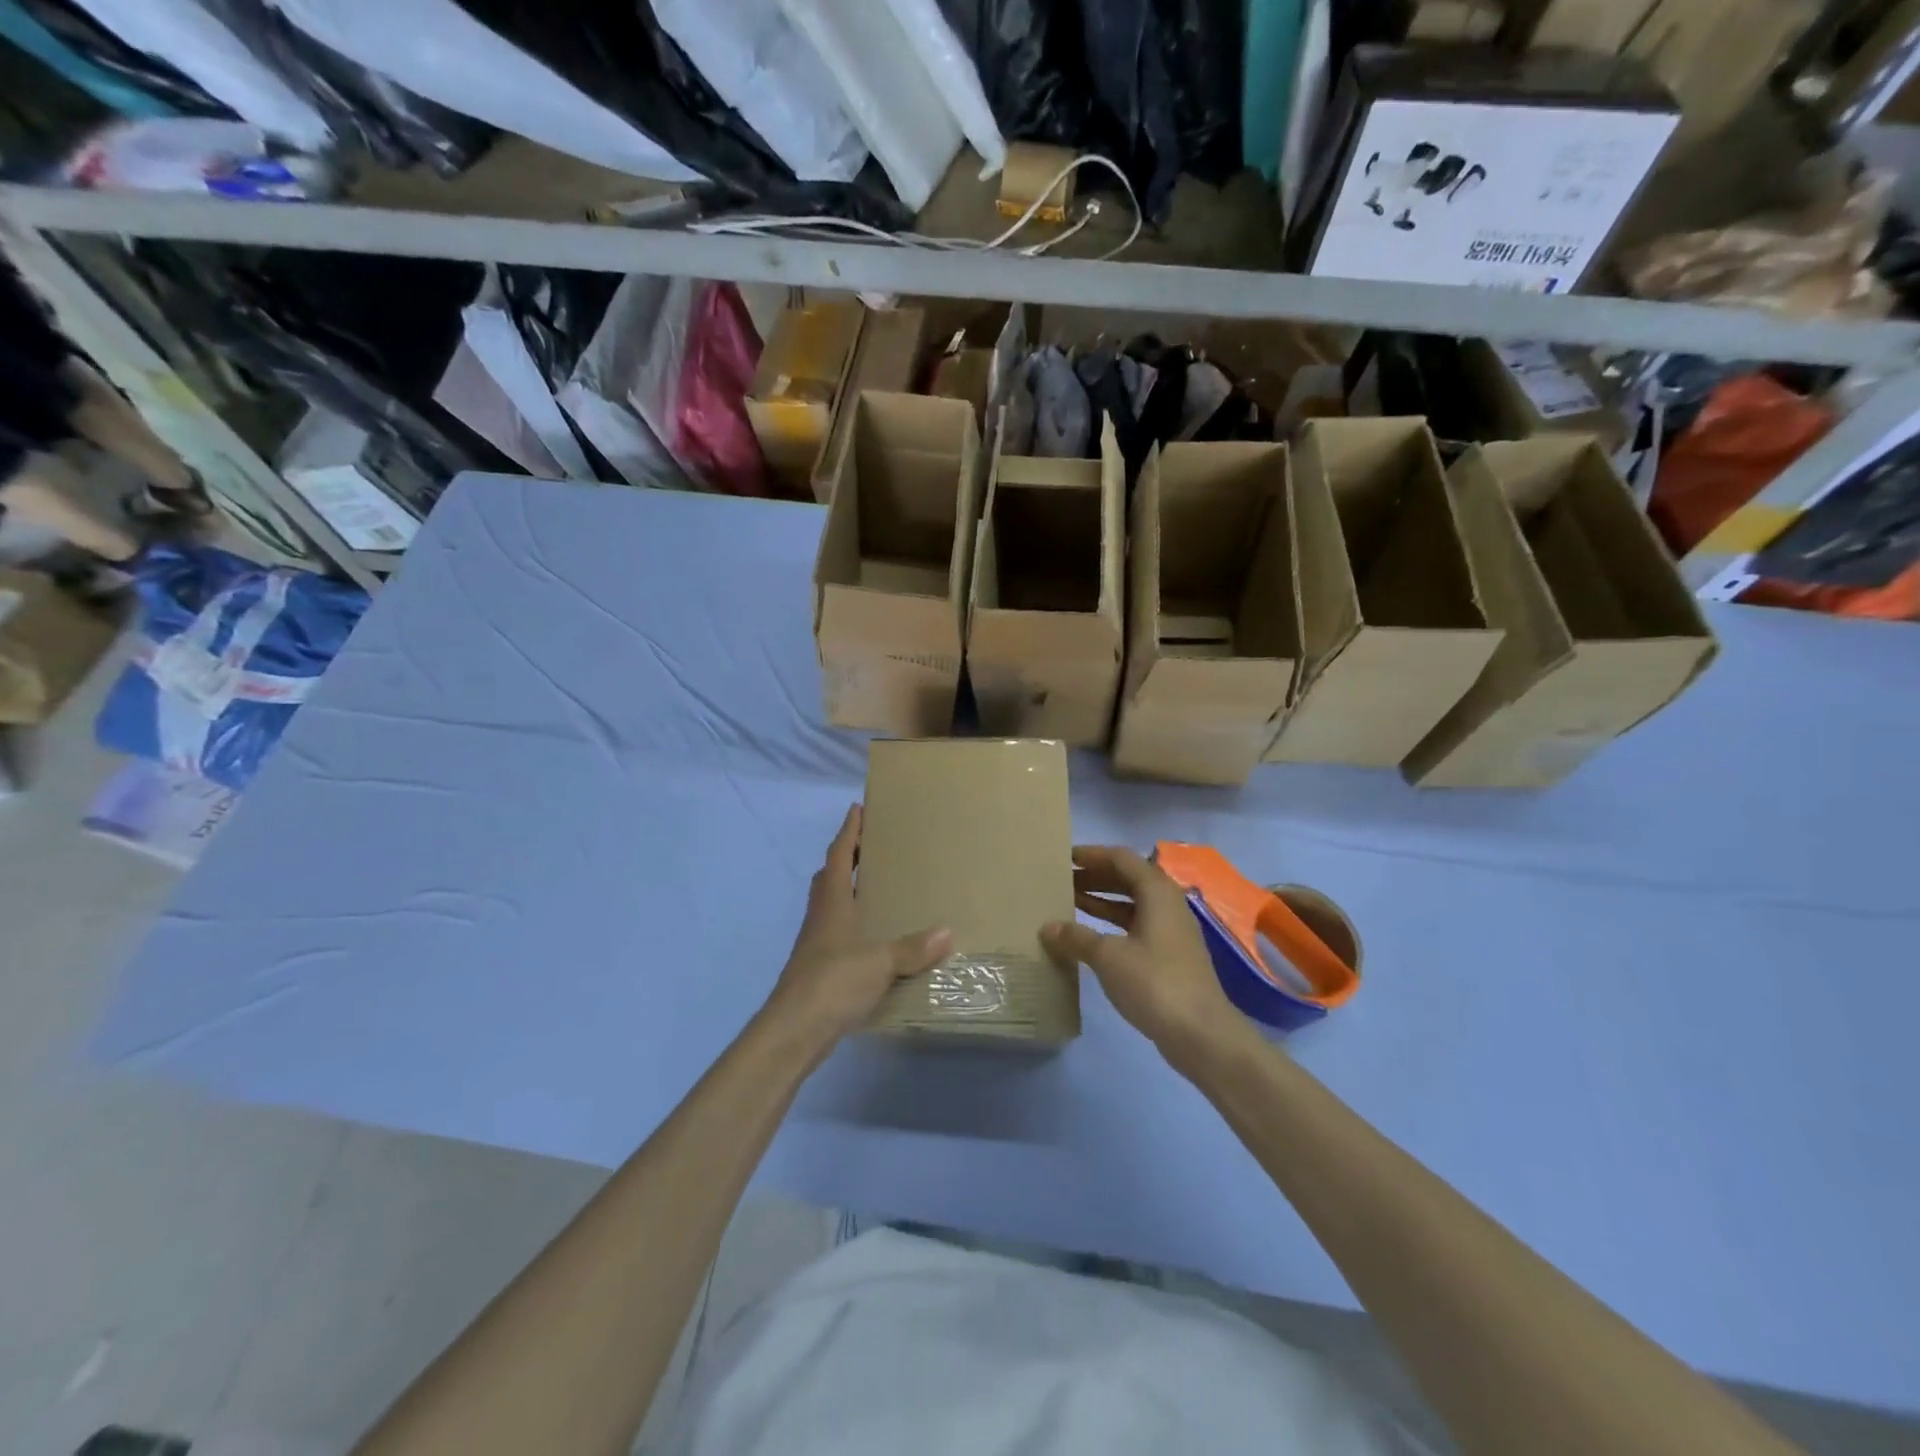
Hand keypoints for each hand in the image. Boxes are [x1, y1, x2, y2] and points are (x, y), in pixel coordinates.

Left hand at [762, 805, 952, 1050]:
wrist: (793, 1031)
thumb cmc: (832, 983)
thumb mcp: (879, 962)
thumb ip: (912, 948)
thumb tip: (948, 932)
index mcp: (832, 902)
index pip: (838, 855)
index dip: (848, 831)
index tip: (858, 808)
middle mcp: (821, 916)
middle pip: (830, 876)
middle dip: (847, 857)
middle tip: (873, 846)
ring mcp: (817, 943)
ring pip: (832, 905)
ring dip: (850, 890)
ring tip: (879, 886)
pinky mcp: (819, 968)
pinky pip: (839, 933)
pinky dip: (855, 924)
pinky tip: (875, 936)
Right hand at [1041, 846, 1242, 1064]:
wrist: (1201, 1034)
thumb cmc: (1154, 983)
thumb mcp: (1108, 957)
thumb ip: (1076, 937)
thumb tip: (1048, 927)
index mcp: (1157, 892)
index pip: (1121, 858)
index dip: (1092, 855)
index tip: (1064, 858)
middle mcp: (1168, 904)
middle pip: (1128, 878)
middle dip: (1095, 877)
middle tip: (1062, 880)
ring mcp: (1171, 931)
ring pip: (1132, 904)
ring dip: (1102, 901)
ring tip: (1069, 903)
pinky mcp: (1170, 956)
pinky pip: (1136, 926)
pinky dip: (1112, 925)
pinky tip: (1090, 937)